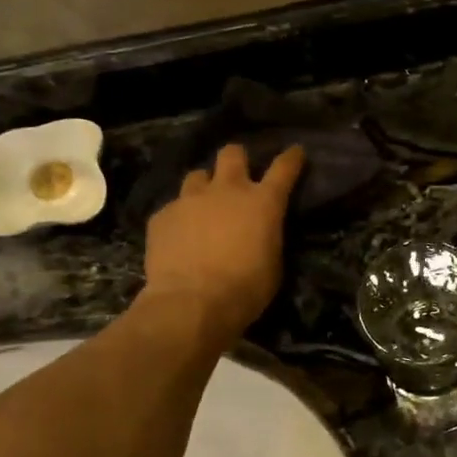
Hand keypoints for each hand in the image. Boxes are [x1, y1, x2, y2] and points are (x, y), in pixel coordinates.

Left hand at [142, 144, 304, 340]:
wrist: (191, 303)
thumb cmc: (246, 288)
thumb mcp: (273, 263)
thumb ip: (267, 236)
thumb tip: (261, 231)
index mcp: (263, 202)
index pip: (283, 168)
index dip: (291, 157)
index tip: (295, 152)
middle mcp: (227, 190)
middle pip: (232, 153)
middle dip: (237, 159)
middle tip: (237, 174)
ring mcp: (190, 199)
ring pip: (197, 175)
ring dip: (204, 187)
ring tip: (203, 207)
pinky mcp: (162, 215)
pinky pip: (173, 207)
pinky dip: (180, 218)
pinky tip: (179, 238)